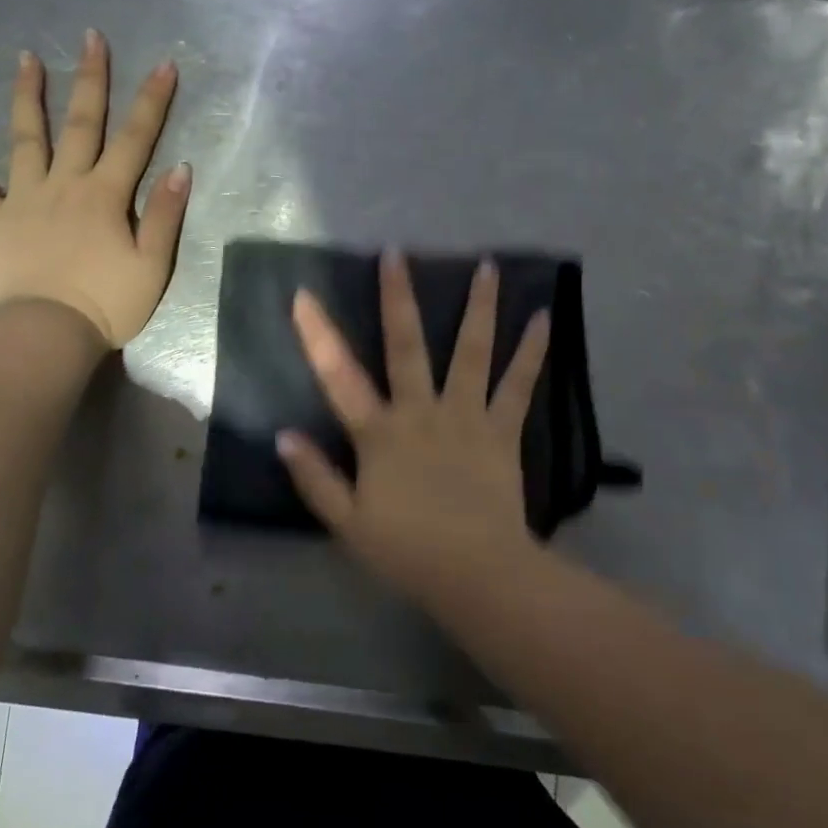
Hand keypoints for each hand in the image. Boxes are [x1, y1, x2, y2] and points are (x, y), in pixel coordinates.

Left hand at [0, 29, 189, 346]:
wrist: (47, 334)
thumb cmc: (107, 304)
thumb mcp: (152, 266)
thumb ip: (164, 215)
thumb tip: (179, 167)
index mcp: (106, 195)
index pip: (136, 139)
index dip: (152, 101)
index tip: (163, 63)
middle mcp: (65, 184)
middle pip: (81, 124)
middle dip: (90, 79)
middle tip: (91, 37)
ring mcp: (23, 198)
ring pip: (26, 138)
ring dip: (28, 96)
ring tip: (26, 58)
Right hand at [277, 251, 550, 599]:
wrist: (477, 573)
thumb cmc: (407, 551)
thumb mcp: (347, 523)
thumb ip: (315, 478)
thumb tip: (283, 436)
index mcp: (380, 433)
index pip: (339, 376)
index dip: (318, 335)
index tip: (304, 295)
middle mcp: (421, 411)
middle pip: (406, 346)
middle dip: (397, 297)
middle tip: (395, 253)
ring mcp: (465, 416)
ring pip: (471, 352)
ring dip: (478, 307)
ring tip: (487, 265)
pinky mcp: (501, 430)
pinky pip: (518, 384)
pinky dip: (531, 351)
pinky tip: (544, 319)